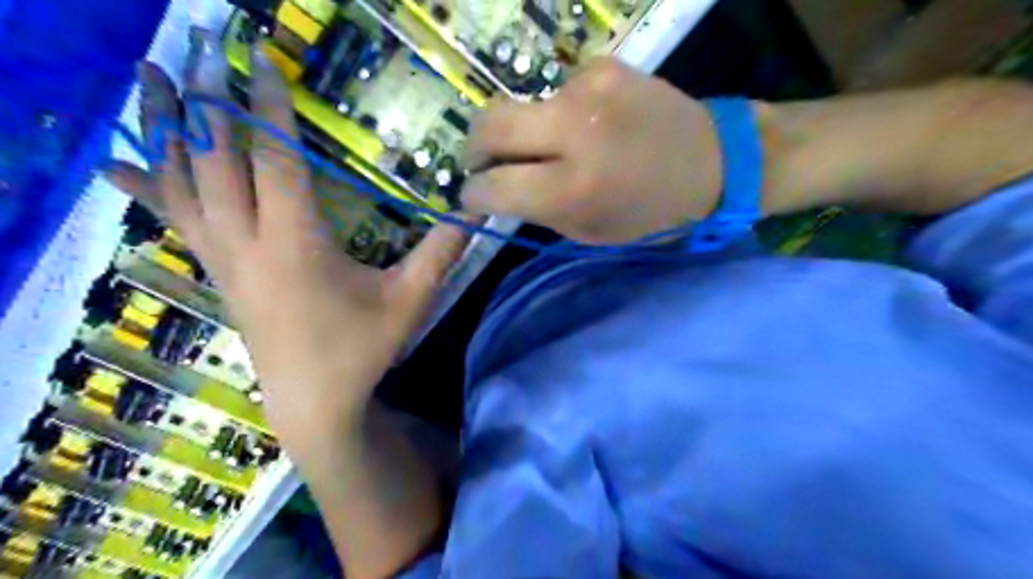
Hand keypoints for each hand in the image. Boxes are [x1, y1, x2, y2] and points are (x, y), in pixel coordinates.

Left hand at [106, 39, 471, 457]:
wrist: (313, 401)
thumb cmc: (364, 348)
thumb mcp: (411, 300)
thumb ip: (441, 251)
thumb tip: (476, 209)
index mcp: (297, 244)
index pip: (275, 161)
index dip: (268, 109)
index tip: (261, 63)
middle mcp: (249, 243)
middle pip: (214, 159)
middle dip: (207, 99)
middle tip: (198, 48)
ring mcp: (223, 258)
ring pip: (181, 183)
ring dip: (165, 127)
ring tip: (148, 77)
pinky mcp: (217, 272)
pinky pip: (174, 220)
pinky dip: (146, 185)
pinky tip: (116, 164)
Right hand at [465, 60, 720, 243]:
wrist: (715, 161)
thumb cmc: (651, 215)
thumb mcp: (589, 232)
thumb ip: (536, 211)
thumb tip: (494, 191)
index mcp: (573, 188)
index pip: (493, 185)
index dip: (473, 193)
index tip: (473, 195)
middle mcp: (574, 131)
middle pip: (487, 124)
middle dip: (474, 148)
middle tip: (484, 162)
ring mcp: (588, 90)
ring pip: (521, 107)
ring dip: (526, 132)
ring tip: (557, 147)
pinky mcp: (602, 67)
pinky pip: (556, 93)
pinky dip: (559, 114)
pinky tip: (589, 126)